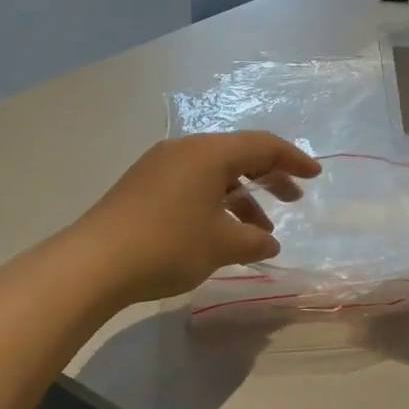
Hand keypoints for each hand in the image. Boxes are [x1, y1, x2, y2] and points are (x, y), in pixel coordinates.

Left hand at [69, 132, 321, 306]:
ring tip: (258, 231)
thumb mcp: (221, 245)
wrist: (93, 263)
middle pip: (239, 155)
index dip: (293, 160)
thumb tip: (269, 241)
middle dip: (269, 177)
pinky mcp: (144, 185)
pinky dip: (215, 202)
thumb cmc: (167, 244)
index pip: (263, 145)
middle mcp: (185, 150)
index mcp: (209, 153)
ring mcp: (160, 166)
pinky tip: (221, 232)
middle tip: (292, 200)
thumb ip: (254, 240)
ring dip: (241, 197)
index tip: (315, 176)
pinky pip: (193, 183)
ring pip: (214, 172)